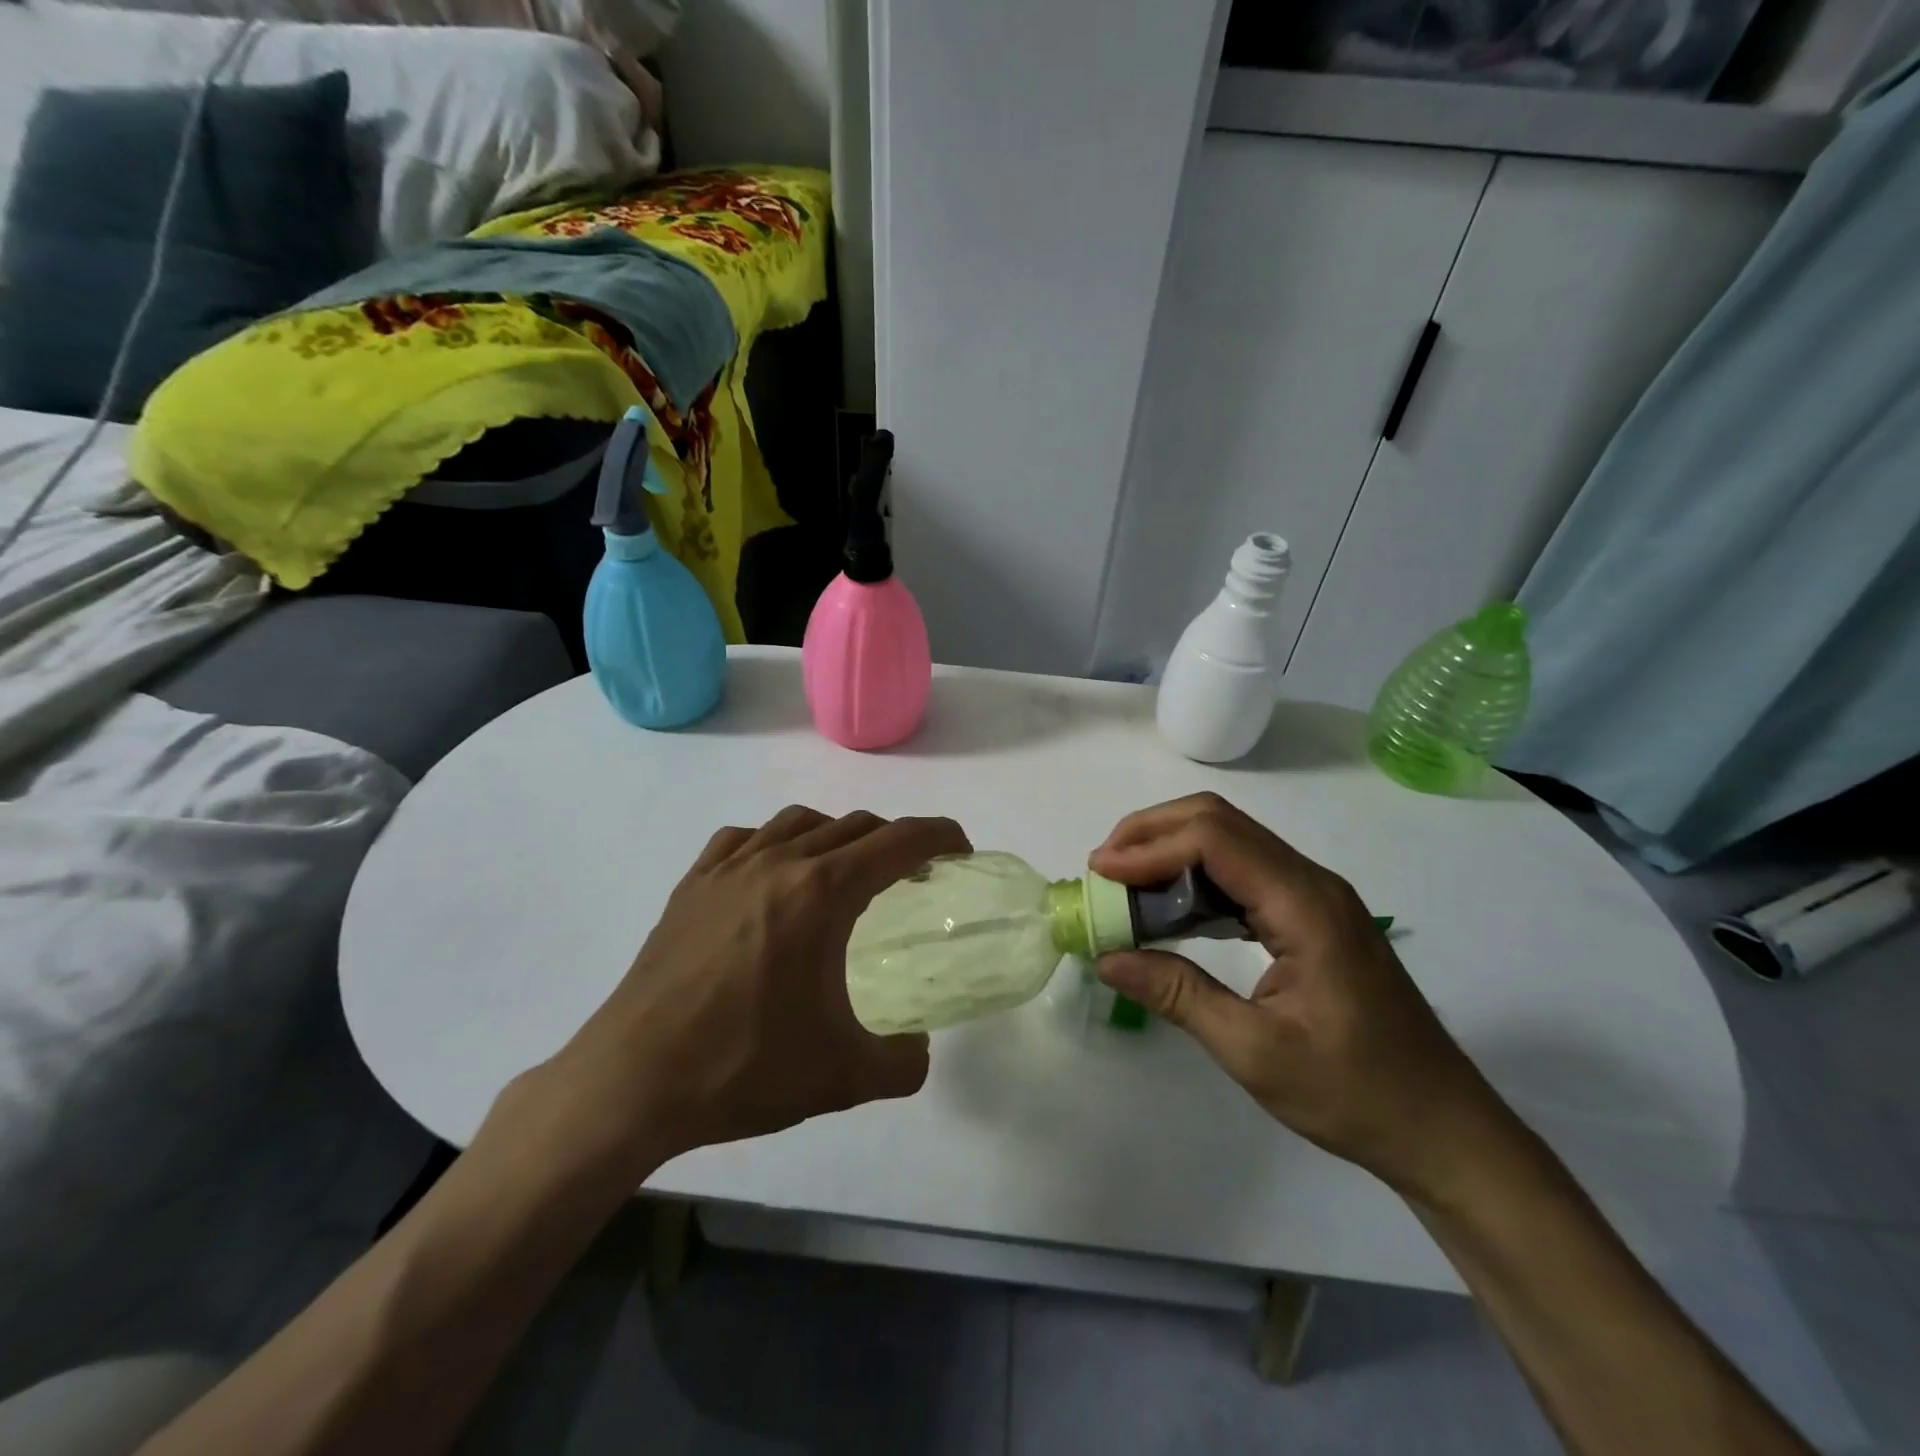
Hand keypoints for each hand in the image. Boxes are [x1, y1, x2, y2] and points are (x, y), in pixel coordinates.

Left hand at [542, 805, 969, 1175]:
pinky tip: (773, 874)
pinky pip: (744, 838)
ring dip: (838, 835)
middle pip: (855, 826)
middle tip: (913, 876)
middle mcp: (779, 862)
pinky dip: (776, 842)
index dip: (939, 836)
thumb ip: (903, 1062)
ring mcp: (729, 867)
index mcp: (822, 893)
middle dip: (895, 841)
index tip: (960, 849)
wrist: (631, 1081)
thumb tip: (918, 1049)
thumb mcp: (842, 1077)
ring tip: (846, 872)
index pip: (898, 841)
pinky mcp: (692, 884)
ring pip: (800, 821)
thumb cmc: (742, 1068)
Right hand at [1089, 793, 1500, 1194]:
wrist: (1443, 1129)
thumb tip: (1107, 958)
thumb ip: (1178, 995)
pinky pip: (1242, 875)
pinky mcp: (1309, 916)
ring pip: (1230, 842)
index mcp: (1305, 906)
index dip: (1150, 846)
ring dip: (1171, 853)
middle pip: (1220, 822)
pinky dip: (1195, 880)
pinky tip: (1167, 912)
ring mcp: (1313, 897)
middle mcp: (1310, 883)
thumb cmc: (1355, 1094)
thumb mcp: (1255, 1052)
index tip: (1100, 872)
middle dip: (1153, 833)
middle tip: (1104, 868)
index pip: (1215, 840)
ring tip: (1123, 886)